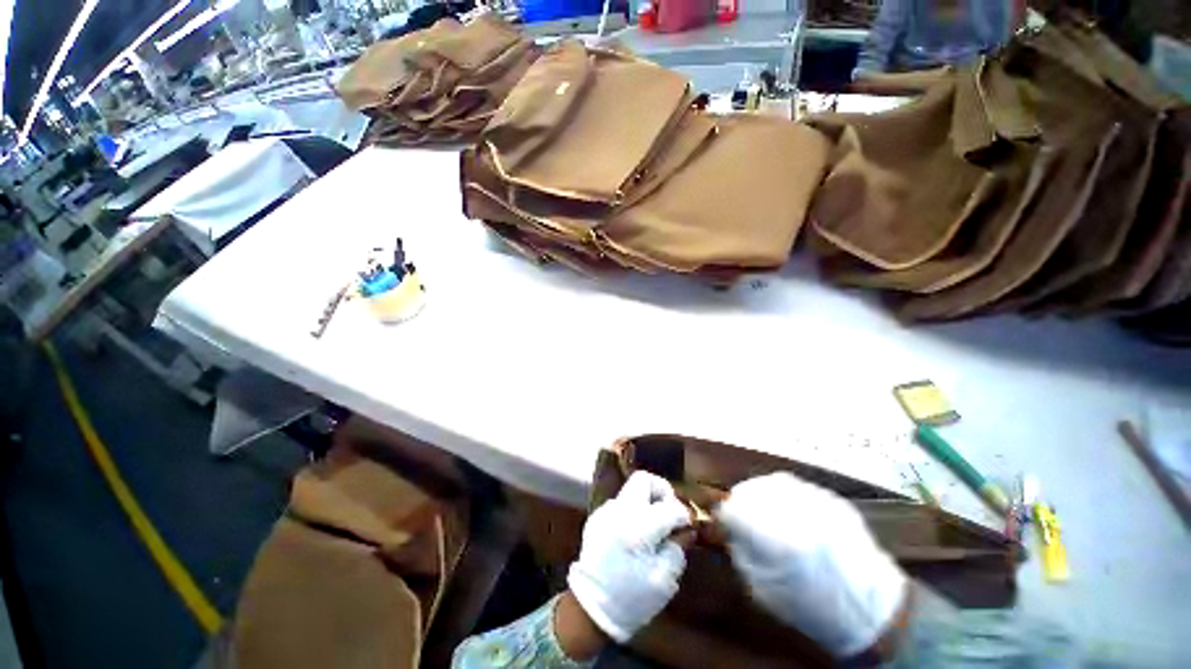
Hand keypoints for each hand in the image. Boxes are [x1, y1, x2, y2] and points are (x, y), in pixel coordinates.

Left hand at [567, 471, 690, 643]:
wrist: (591, 609)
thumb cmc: (632, 599)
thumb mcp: (664, 580)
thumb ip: (678, 548)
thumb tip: (685, 528)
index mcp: (637, 529)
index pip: (669, 507)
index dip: (683, 513)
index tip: (688, 523)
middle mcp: (619, 511)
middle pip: (643, 479)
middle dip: (661, 490)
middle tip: (669, 510)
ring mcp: (605, 511)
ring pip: (631, 490)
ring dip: (646, 502)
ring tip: (652, 526)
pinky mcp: (597, 516)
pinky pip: (620, 504)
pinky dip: (632, 512)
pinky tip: (634, 534)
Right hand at [716, 473, 907, 658]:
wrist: (873, 611)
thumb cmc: (812, 609)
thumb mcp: (763, 589)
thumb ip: (740, 551)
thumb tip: (727, 526)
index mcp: (777, 539)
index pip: (732, 510)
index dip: (723, 517)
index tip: (722, 525)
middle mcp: (796, 512)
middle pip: (749, 490)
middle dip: (739, 504)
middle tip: (741, 520)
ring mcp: (817, 501)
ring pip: (770, 483)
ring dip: (759, 496)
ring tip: (763, 514)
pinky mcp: (832, 498)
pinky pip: (795, 487)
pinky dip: (783, 496)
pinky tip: (788, 513)